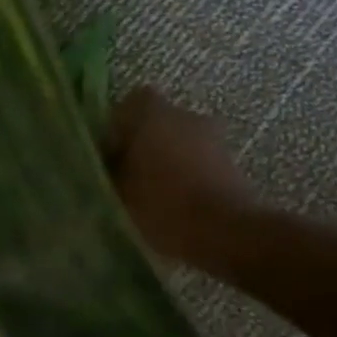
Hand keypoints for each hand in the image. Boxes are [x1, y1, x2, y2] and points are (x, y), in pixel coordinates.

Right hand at [107, 87, 254, 261]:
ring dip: (168, 161)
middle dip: (143, 145)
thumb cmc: (161, 205)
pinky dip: (188, 176)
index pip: (129, 104)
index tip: (110, 156)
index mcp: (152, 113)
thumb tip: (106, 163)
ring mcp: (212, 137)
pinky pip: (199, 162)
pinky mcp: (230, 162)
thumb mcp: (118, 191)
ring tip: (154, 196)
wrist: (225, 232)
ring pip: (180, 142)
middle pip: (156, 123)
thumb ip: (108, 170)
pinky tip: (178, 205)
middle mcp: (184, 115)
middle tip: (129, 177)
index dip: (118, 128)